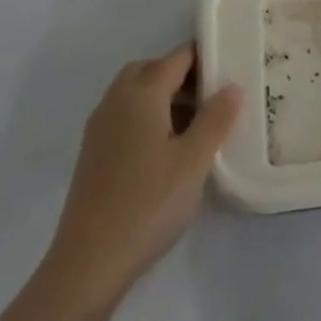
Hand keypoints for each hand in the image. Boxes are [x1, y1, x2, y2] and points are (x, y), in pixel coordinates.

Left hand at [48, 43, 240, 303]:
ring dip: (163, 98)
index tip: (231, 67)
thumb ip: (216, 119)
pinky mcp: (93, 154)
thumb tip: (232, 86)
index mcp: (142, 93)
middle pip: (152, 70)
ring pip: (135, 94)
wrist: (88, 263)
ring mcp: (100, 127)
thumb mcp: (194, 161)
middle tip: (211, 98)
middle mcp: (116, 100)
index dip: (205, 57)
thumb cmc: (148, 203)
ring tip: (194, 126)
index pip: (178, 57)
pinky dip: (147, 118)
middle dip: (181, 75)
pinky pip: (124, 117)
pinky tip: (165, 151)